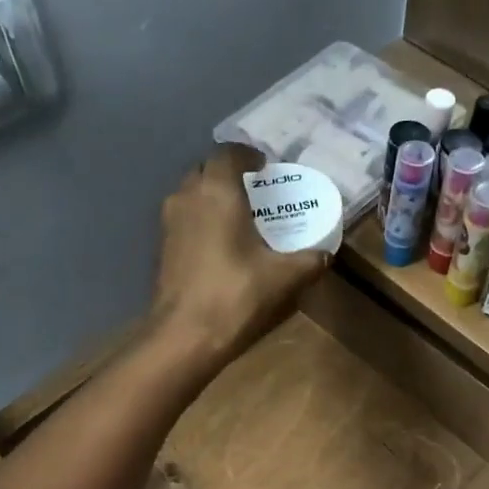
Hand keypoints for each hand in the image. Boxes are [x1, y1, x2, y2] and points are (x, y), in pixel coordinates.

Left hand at [151, 142, 328, 368]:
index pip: (230, 152)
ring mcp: (169, 221)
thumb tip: (325, 254)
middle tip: (257, 195)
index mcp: (218, 191)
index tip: (267, 170)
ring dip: (214, 198)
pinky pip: (185, 218)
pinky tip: (222, 245)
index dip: (249, 156)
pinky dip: (202, 221)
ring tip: (241, 220)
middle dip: (231, 176)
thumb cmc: (236, 295)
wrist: (184, 335)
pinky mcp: (162, 246)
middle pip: (208, 170)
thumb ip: (309, 260)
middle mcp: (188, 195)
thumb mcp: (284, 277)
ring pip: (193, 194)